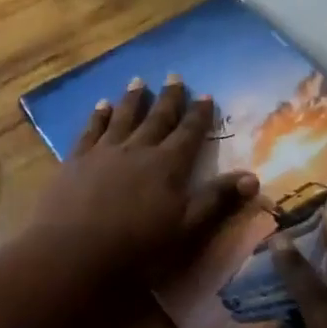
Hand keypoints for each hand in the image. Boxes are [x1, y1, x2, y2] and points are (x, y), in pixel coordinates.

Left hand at [29, 75, 257, 282]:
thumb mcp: (186, 229)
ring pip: (123, 117)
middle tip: (175, 76)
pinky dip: (98, 115)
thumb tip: (253, 177)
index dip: (199, 115)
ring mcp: (104, 151)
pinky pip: (91, 129)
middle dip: (169, 97)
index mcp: (167, 166)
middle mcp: (138, 149)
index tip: (206, 95)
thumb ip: (217, 200)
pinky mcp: (77, 159)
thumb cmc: (136, 247)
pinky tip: (101, 105)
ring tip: (139, 81)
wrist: (73, 251)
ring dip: (133, 99)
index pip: (188, 133)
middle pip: (157, 118)